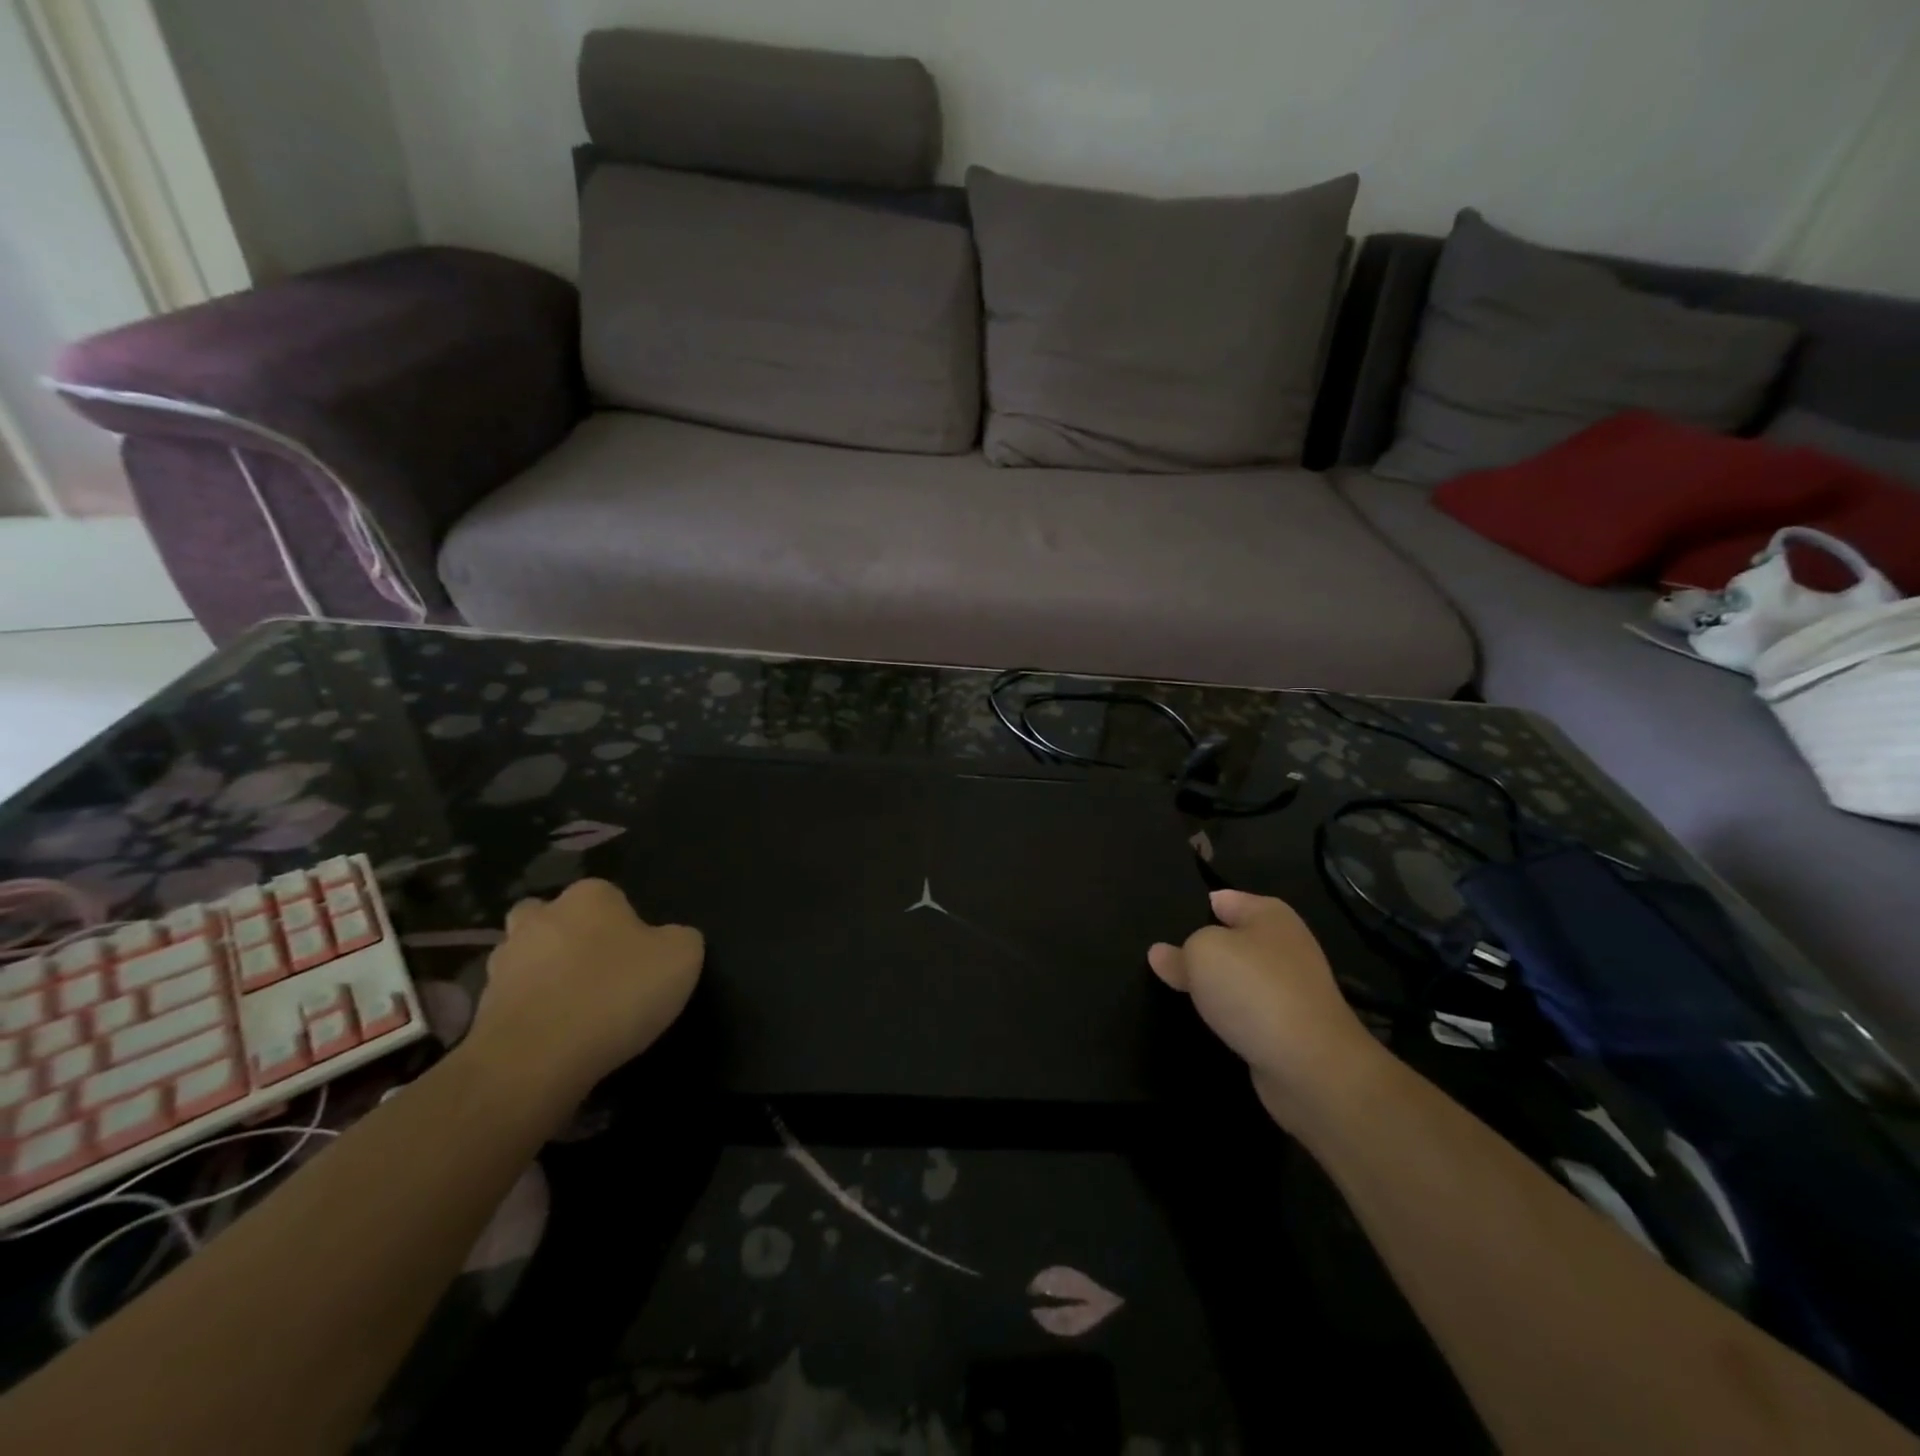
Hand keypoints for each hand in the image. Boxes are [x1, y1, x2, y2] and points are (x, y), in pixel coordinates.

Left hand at [465, 879, 703, 1103]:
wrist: (537, 1059)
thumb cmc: (616, 993)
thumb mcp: (682, 958)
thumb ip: (680, 938)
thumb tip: (668, 941)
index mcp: (589, 896)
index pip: (611, 896)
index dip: (626, 924)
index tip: (639, 957)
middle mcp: (540, 917)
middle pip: (555, 918)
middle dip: (570, 939)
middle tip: (598, 973)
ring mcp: (503, 963)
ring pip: (528, 959)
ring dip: (544, 977)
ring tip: (575, 1012)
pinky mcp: (481, 1009)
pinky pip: (514, 1003)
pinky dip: (531, 1015)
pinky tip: (554, 1039)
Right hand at [1149, 890, 1385, 1123]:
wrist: (1309, 1065)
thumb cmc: (1253, 989)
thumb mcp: (1201, 952)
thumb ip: (1179, 951)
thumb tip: (1162, 954)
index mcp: (1269, 914)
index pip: (1222, 899)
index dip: (1192, 907)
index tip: (1160, 921)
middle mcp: (1284, 945)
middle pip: (1231, 938)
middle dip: (1200, 948)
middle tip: (1161, 958)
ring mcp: (1291, 987)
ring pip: (1239, 976)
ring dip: (1215, 985)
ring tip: (1175, 989)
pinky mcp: (1290, 1025)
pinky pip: (1248, 1009)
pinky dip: (1230, 1014)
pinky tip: (1207, 1020)